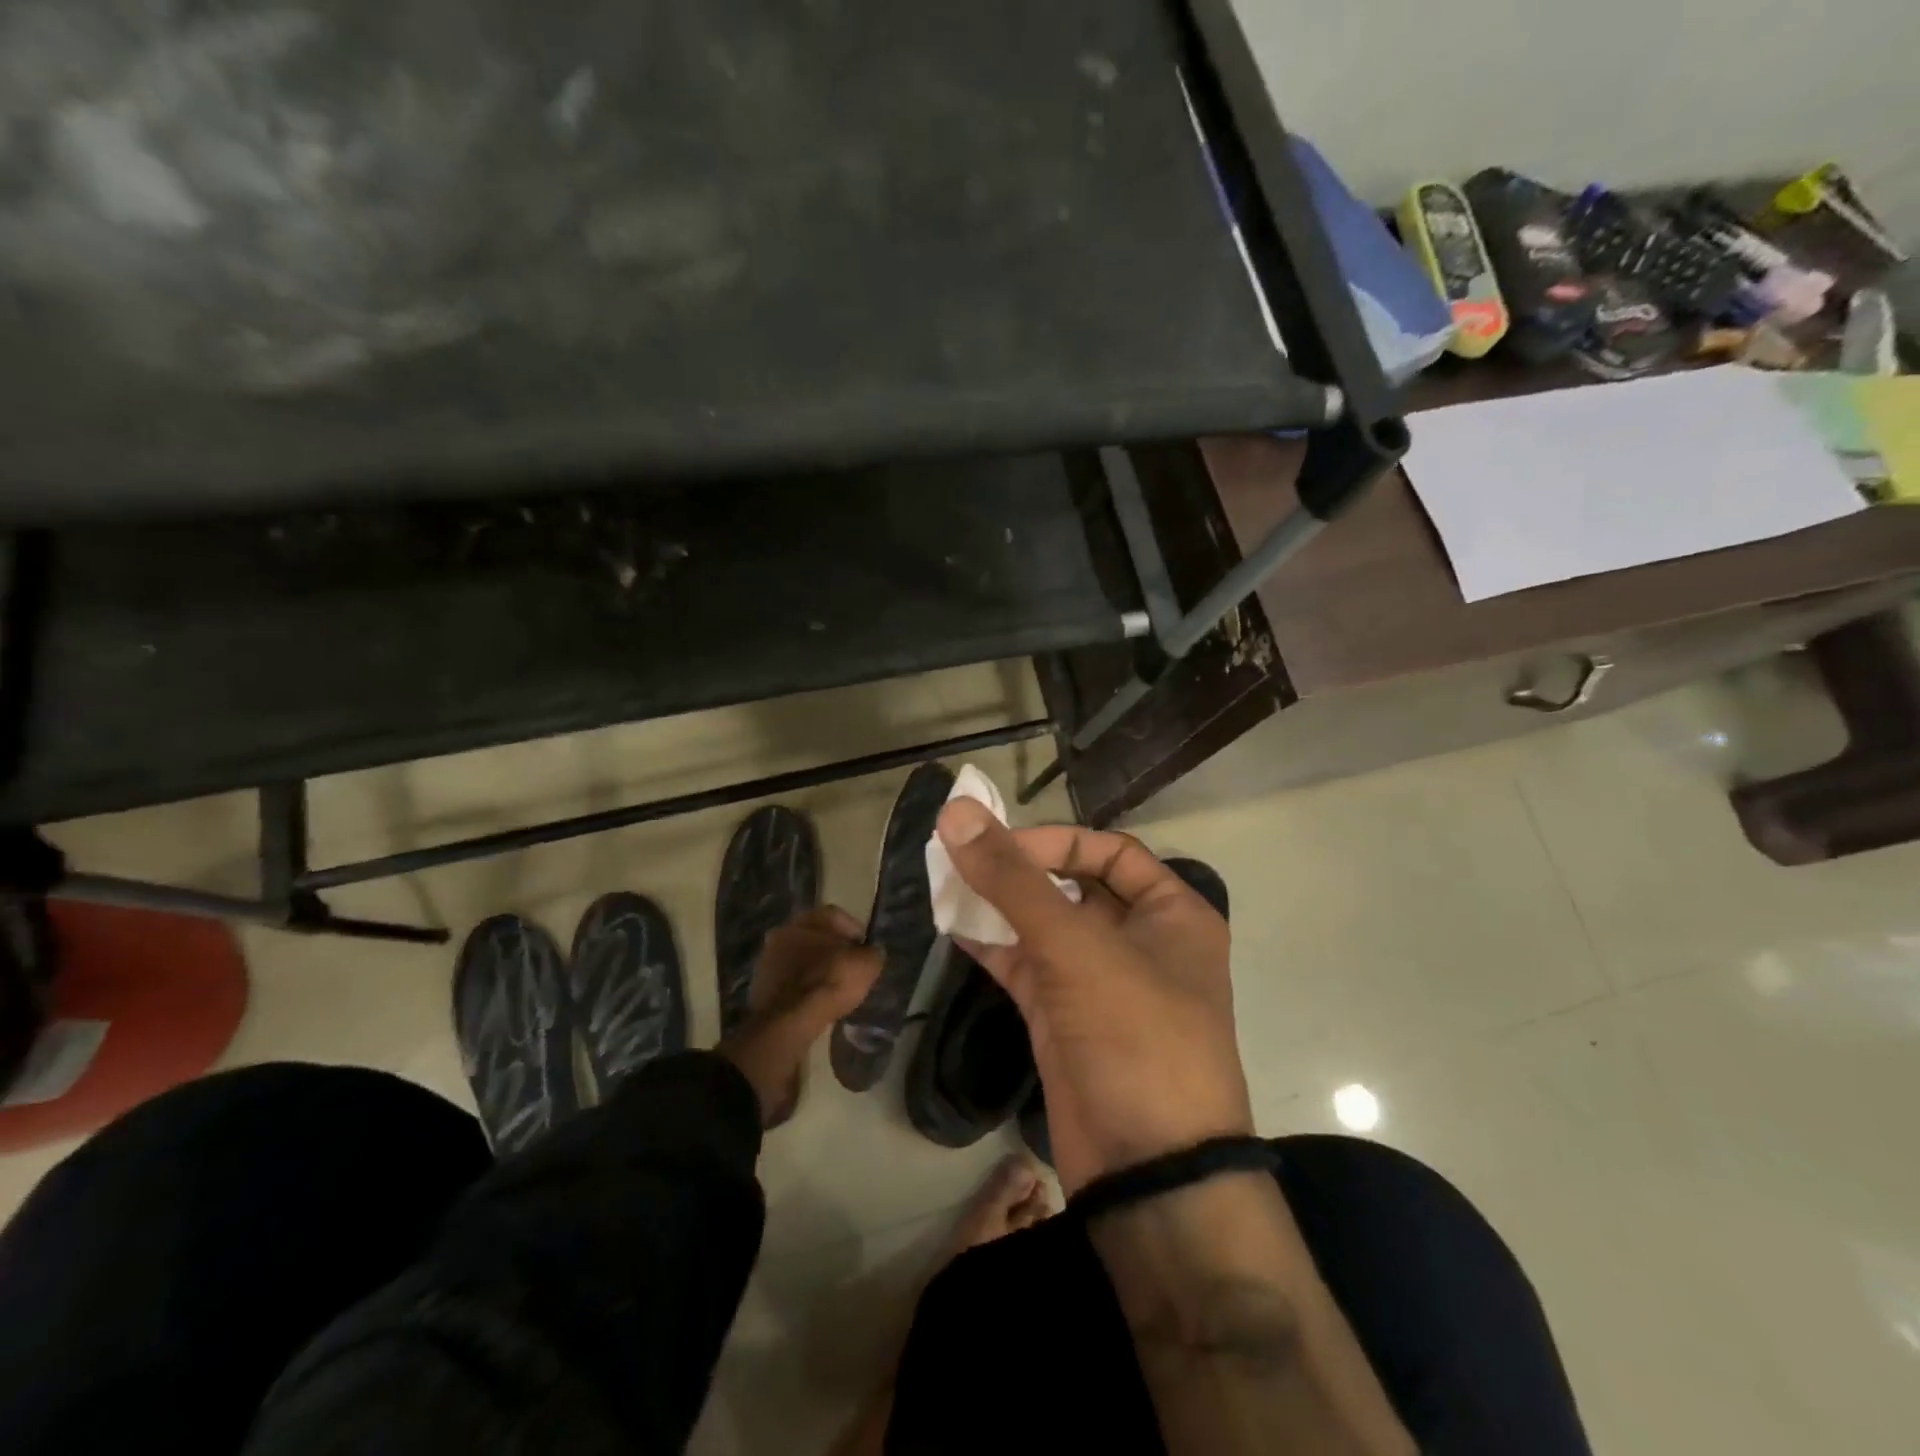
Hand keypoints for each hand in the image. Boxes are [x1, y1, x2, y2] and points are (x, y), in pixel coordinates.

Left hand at [751, 906, 880, 1026]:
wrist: (787, 1020)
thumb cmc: (830, 982)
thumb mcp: (866, 966)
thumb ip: (872, 954)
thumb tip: (872, 953)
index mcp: (809, 919)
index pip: (837, 916)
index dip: (854, 932)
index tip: (865, 951)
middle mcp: (785, 930)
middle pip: (815, 935)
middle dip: (831, 949)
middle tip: (847, 967)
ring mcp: (768, 957)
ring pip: (799, 956)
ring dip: (814, 967)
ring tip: (830, 987)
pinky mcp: (759, 983)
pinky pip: (788, 978)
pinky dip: (800, 985)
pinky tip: (812, 999)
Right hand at [935, 800, 1250, 1194]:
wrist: (1149, 1174)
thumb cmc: (1136, 1037)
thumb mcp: (1076, 948)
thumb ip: (1012, 879)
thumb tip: (956, 811)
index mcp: (1172, 914)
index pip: (1109, 851)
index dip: (1053, 842)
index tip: (997, 844)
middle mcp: (1139, 941)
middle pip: (1072, 885)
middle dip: (1017, 870)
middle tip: (959, 856)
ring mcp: (1099, 982)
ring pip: (1042, 926)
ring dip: (997, 905)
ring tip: (943, 883)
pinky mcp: (1065, 1018)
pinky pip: (1024, 965)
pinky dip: (991, 945)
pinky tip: (951, 926)